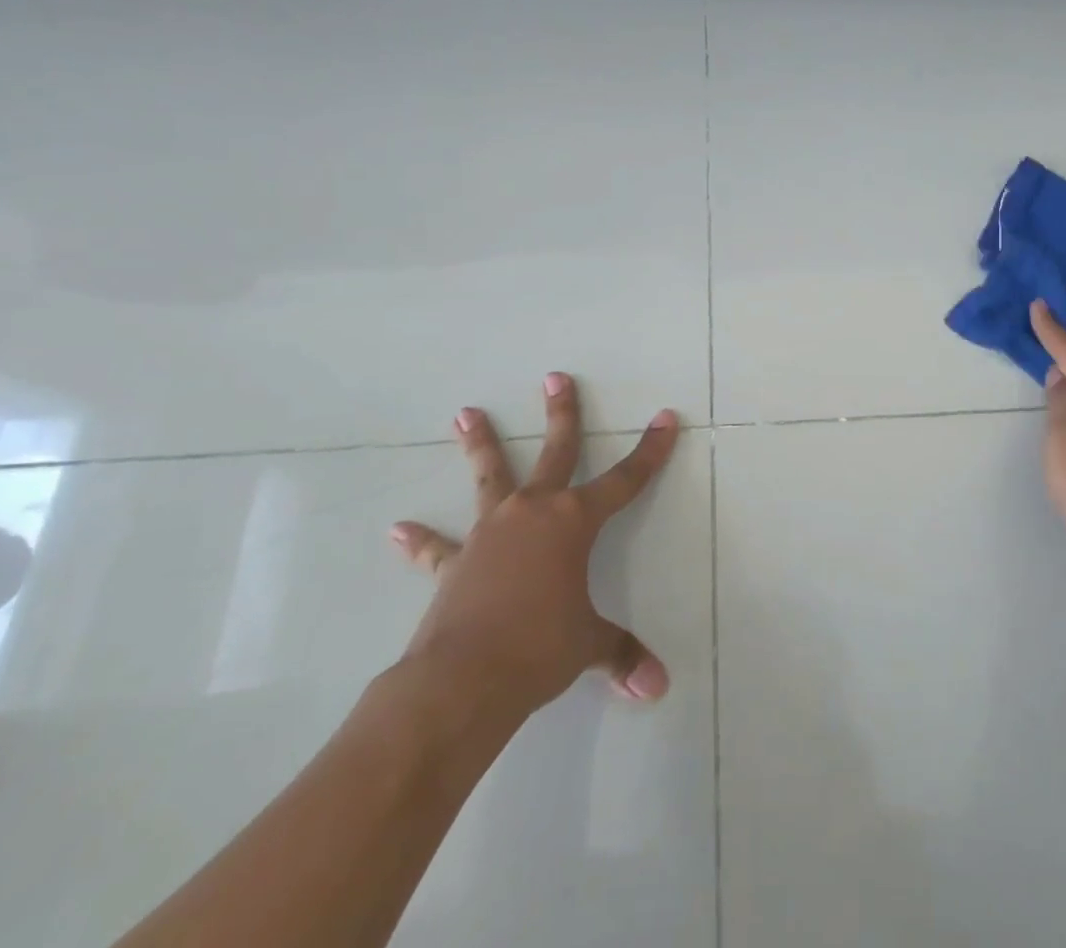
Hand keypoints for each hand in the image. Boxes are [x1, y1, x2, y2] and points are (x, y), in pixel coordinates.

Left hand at [390, 373, 677, 723]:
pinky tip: (400, 529)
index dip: (649, 450)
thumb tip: (657, 688)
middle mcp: (533, 513)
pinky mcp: (454, 563)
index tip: (665, 417)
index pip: (625, 480)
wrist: (462, 680)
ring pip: (490, 477)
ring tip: (466, 415)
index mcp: (573, 522)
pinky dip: (422, 540)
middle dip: (562, 413)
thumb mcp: (588, 646)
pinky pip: (438, 547)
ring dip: (481, 446)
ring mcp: (489, 533)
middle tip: (556, 377)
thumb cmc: (538, 649)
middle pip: (556, 452)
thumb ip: (622, 656)